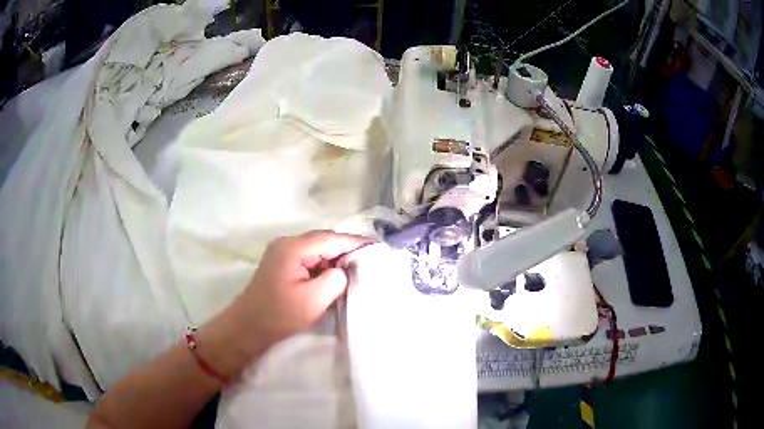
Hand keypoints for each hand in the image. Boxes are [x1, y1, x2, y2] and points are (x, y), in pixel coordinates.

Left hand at [231, 231, 369, 351]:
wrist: (248, 327)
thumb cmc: (279, 315)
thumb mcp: (314, 300)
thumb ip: (335, 279)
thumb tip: (342, 270)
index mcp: (294, 248)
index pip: (332, 238)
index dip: (356, 242)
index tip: (378, 247)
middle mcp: (287, 243)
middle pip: (324, 240)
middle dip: (346, 250)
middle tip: (369, 261)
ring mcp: (282, 252)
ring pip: (317, 249)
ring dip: (334, 258)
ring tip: (355, 270)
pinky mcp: (281, 263)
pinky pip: (308, 258)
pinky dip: (323, 265)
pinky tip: (333, 276)